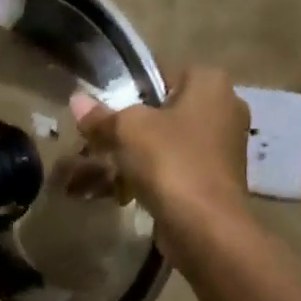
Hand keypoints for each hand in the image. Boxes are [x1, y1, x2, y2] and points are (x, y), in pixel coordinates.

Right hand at [69, 66, 251, 234]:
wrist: (204, 224)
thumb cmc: (169, 162)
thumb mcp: (126, 130)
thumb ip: (100, 115)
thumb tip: (76, 100)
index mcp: (210, 83)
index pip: (160, 75)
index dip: (127, 93)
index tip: (103, 115)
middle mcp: (224, 108)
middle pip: (162, 113)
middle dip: (128, 131)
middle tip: (98, 146)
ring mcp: (222, 146)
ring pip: (166, 144)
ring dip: (135, 158)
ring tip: (104, 174)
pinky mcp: (215, 179)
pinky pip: (175, 169)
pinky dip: (151, 178)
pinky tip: (124, 194)